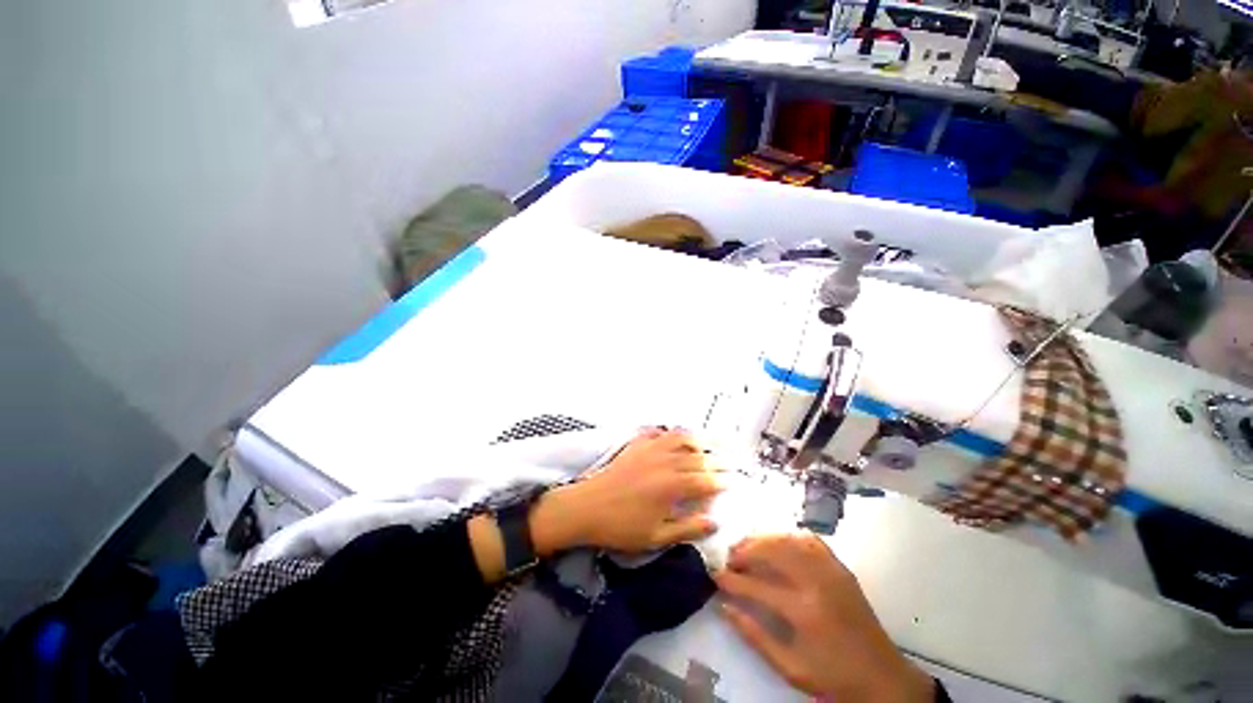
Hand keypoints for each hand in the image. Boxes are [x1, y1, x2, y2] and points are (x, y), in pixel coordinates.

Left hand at [541, 428, 724, 552]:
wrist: (587, 507)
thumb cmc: (621, 527)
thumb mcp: (656, 537)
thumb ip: (688, 529)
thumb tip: (715, 523)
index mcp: (672, 486)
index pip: (705, 481)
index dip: (722, 481)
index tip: (734, 481)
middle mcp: (666, 462)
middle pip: (698, 457)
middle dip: (717, 459)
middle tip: (731, 460)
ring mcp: (650, 449)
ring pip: (680, 438)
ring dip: (698, 439)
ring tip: (709, 442)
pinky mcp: (636, 445)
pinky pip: (657, 432)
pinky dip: (669, 432)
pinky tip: (673, 435)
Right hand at [715, 534, 933, 701]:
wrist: (883, 678)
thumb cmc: (833, 677)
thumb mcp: (789, 667)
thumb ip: (754, 635)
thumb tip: (724, 606)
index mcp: (804, 612)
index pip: (756, 585)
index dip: (731, 580)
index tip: (715, 576)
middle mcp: (817, 582)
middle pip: (771, 551)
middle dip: (745, 551)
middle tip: (730, 559)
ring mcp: (831, 571)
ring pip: (788, 539)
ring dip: (763, 539)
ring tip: (748, 547)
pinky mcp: (841, 568)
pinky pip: (810, 540)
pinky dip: (789, 537)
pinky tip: (778, 543)